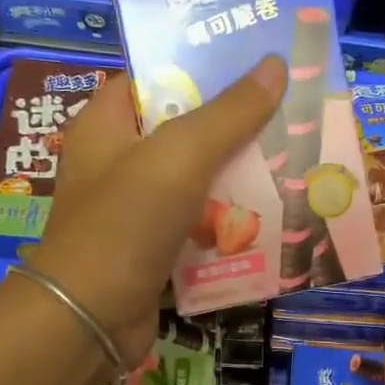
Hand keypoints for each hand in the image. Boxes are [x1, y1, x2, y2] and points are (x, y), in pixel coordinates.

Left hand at [29, 59, 287, 366]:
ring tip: (293, 162)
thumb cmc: (126, 222)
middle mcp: (116, 162)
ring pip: (195, 181)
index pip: (154, 78)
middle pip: (182, 131)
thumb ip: (228, 113)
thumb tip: (274, 64)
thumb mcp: (180, 155)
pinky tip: (271, 217)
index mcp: (106, 124)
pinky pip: (197, 224)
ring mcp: (134, 209)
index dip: (200, 67)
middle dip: (233, 126)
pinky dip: (227, 222)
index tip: (255, 65)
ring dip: (237, 177)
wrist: (91, 319)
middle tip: (290, 115)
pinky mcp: (152, 249)